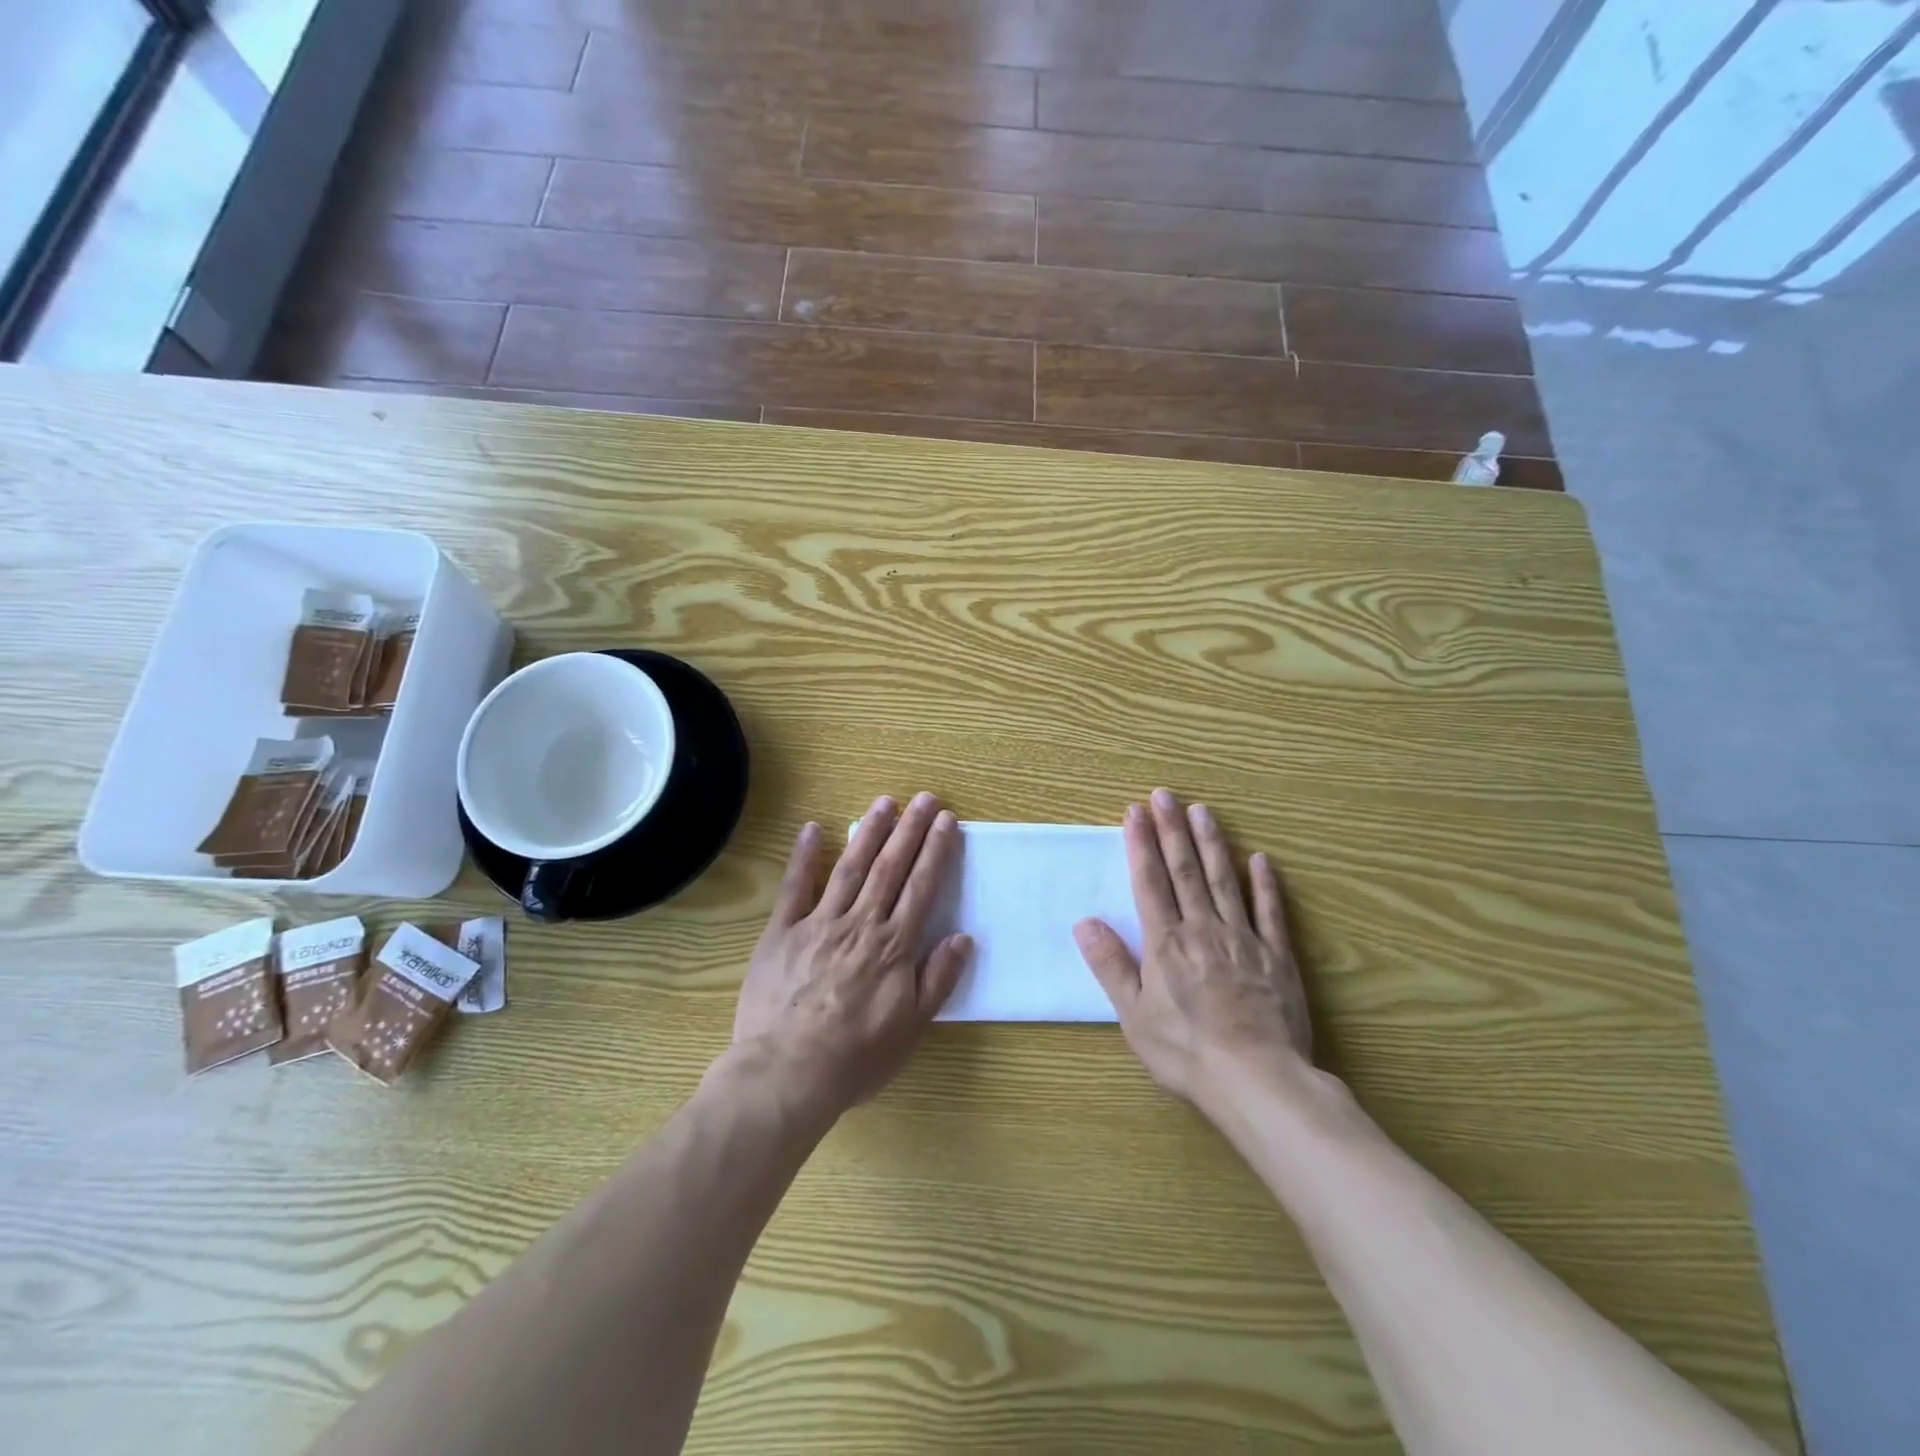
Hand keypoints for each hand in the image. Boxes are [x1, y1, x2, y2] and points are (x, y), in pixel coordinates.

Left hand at [732, 792, 970, 1121]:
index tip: (947, 821)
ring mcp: (819, 923)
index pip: (921, 887)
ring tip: (885, 802)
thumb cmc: (856, 1057)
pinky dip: (804, 855)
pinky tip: (814, 828)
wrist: (788, 1072)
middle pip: (890, 867)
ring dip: (869, 831)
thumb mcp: (911, 1028)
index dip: (936, 851)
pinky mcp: (781, 931)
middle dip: (910, 829)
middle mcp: (860, 924)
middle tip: (925, 797)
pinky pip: (794, 887)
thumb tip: (963, 937)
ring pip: (850, 867)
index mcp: (893, 946)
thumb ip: (938, 979)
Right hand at [1073, 788, 1311, 1108]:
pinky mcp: (1277, 958)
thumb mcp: (1133, 1015)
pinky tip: (1259, 859)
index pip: (1150, 881)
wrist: (1256, 1080)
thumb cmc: (1185, 1051)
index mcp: (1166, 942)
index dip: (1141, 844)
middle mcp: (1203, 930)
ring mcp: (1244, 940)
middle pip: (1185, 870)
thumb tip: (1084, 922)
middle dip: (1172, 830)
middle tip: (1165, 794)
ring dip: (1212, 843)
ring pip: (1224, 881)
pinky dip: (1265, 885)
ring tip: (1203, 811)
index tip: (1135, 811)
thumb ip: (1110, 965)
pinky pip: (1270, 913)